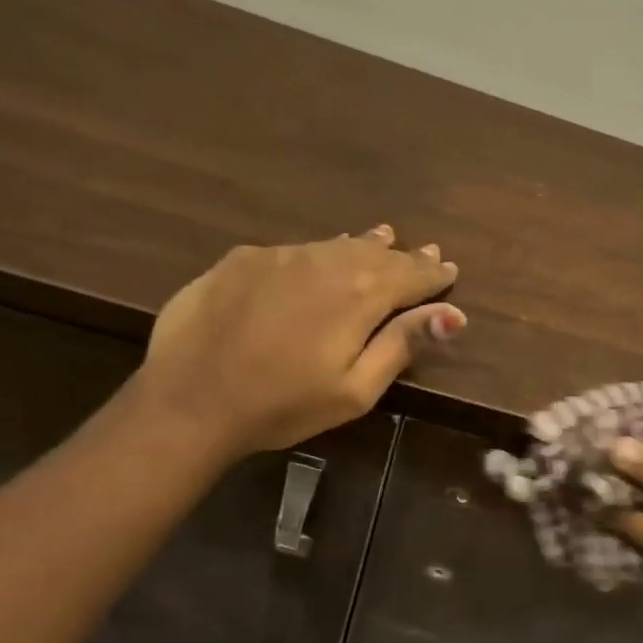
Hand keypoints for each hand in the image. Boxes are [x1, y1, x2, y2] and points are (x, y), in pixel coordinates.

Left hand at [135, 224, 462, 460]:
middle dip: (404, 255)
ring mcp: (279, 255)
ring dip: (365, 245)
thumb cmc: (283, 406)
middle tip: (426, 250)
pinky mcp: (242, 260)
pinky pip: (296, 250)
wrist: (189, 400)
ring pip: (335, 246)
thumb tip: (453, 315)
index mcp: (360, 295)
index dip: (433, 273)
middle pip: (376, 254)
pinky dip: (320, 252)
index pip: (410, 275)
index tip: (450, 268)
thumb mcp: (355, 390)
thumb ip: (402, 345)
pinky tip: (321, 257)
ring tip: (384, 237)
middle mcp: (325, 262)